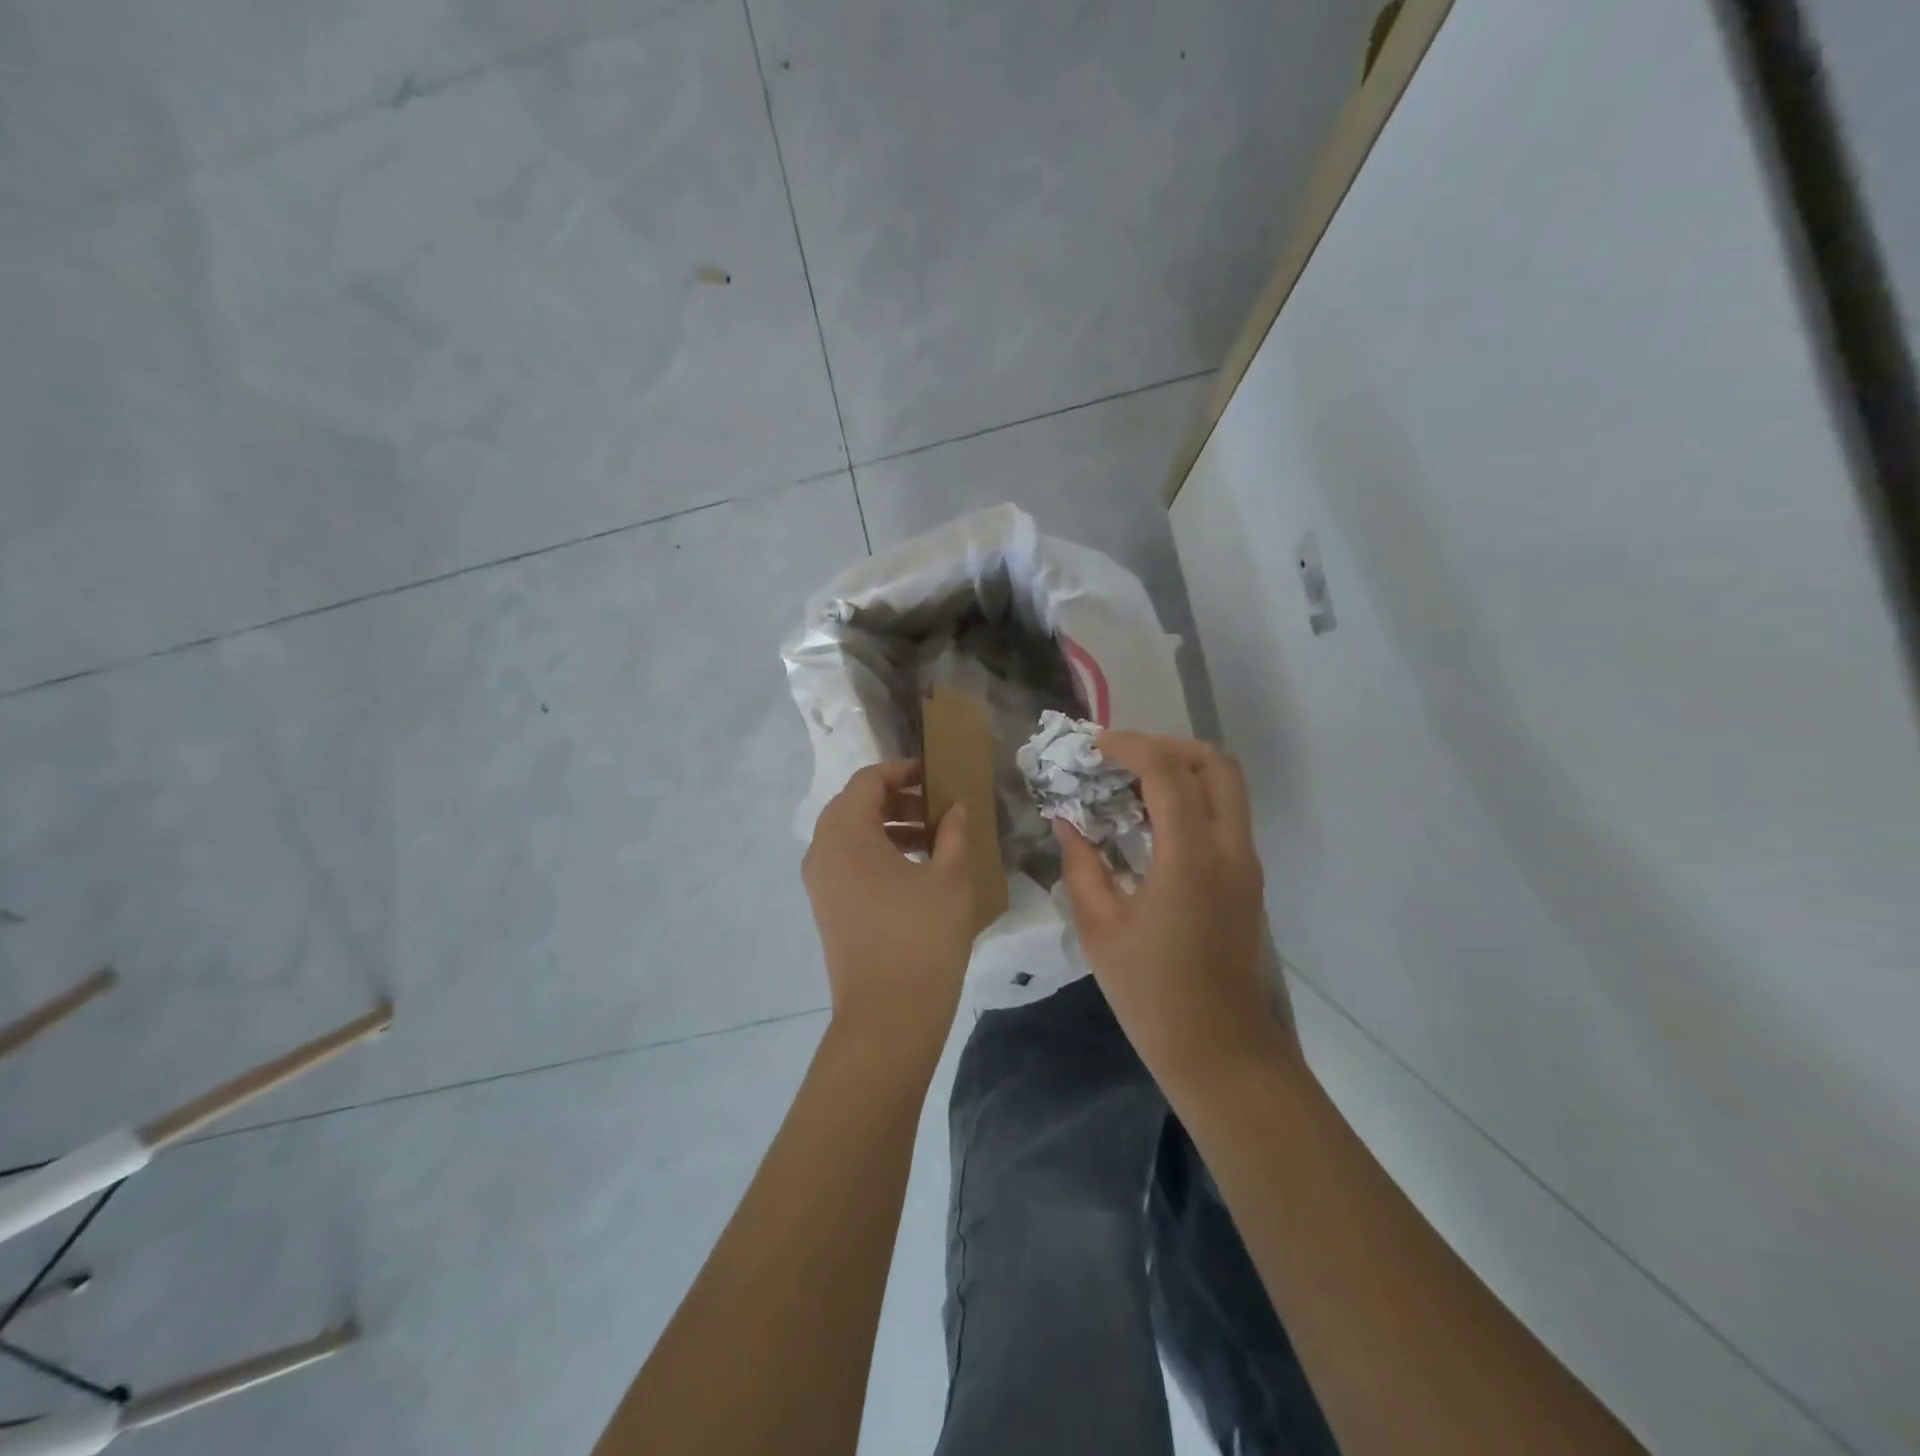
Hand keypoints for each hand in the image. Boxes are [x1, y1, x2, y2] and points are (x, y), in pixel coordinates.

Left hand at [803, 761, 974, 1056]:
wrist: (888, 1017)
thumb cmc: (921, 937)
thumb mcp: (950, 877)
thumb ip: (954, 832)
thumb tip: (956, 808)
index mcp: (845, 833)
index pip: (868, 781)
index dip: (902, 770)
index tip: (936, 776)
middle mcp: (822, 851)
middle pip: (856, 805)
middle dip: (898, 799)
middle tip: (939, 806)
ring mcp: (820, 883)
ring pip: (852, 835)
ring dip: (890, 827)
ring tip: (934, 837)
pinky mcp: (827, 908)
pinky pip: (850, 862)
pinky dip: (879, 853)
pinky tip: (917, 869)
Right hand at [1055, 732, 1288, 1087]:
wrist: (1218, 1049)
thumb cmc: (1150, 993)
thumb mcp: (1099, 927)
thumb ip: (1080, 864)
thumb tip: (1067, 820)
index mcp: (1191, 859)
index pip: (1168, 772)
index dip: (1129, 746)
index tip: (1093, 745)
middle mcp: (1229, 849)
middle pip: (1215, 764)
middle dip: (1166, 746)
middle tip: (1120, 758)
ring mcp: (1245, 863)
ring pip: (1227, 785)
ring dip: (1181, 769)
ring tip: (1129, 783)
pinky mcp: (1246, 877)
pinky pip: (1224, 813)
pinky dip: (1191, 797)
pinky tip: (1149, 819)